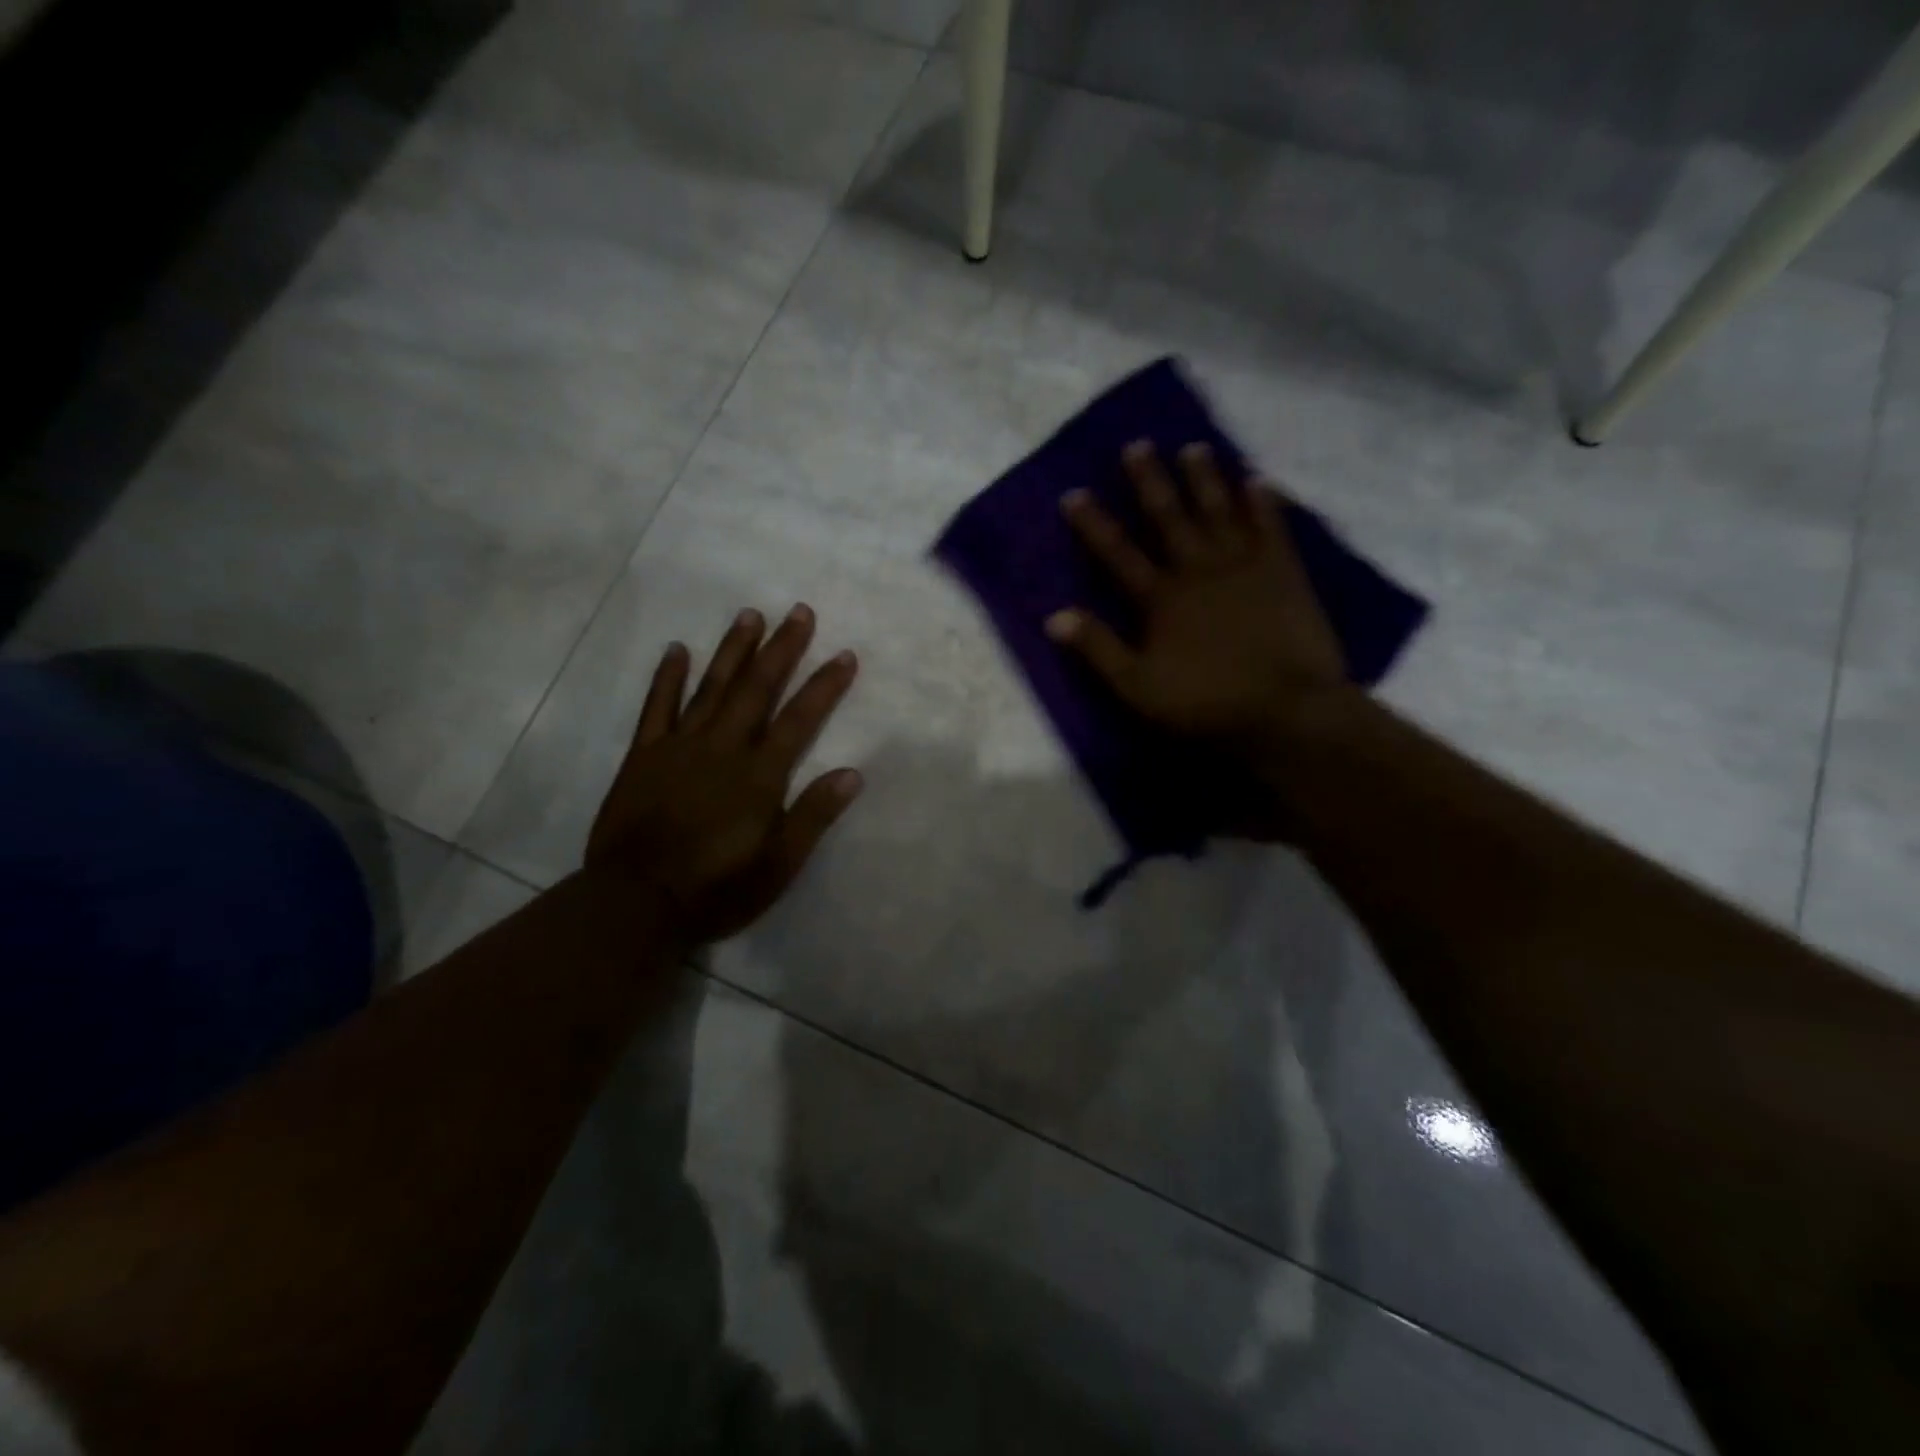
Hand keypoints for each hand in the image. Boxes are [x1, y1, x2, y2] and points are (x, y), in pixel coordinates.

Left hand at [585, 605, 862, 945]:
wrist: (636, 903)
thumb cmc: (716, 889)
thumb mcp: (778, 865)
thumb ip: (813, 816)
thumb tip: (852, 773)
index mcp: (759, 776)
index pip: (800, 719)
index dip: (824, 686)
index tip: (844, 654)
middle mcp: (723, 749)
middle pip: (757, 689)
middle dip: (782, 649)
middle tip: (799, 611)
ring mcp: (679, 747)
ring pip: (711, 687)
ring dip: (733, 649)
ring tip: (750, 614)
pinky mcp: (643, 756)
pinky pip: (656, 708)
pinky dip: (667, 677)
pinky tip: (677, 649)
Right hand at [1045, 441, 1348, 748]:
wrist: (1286, 709)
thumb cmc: (1206, 702)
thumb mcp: (1137, 687)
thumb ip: (1098, 648)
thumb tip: (1053, 616)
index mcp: (1160, 598)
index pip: (1117, 553)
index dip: (1094, 524)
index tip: (1074, 493)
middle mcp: (1198, 569)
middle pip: (1169, 518)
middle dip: (1151, 482)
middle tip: (1138, 445)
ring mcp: (1244, 566)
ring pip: (1219, 511)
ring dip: (1205, 479)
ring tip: (1194, 447)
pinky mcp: (1284, 572)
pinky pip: (1272, 527)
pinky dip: (1264, 502)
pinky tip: (1258, 479)